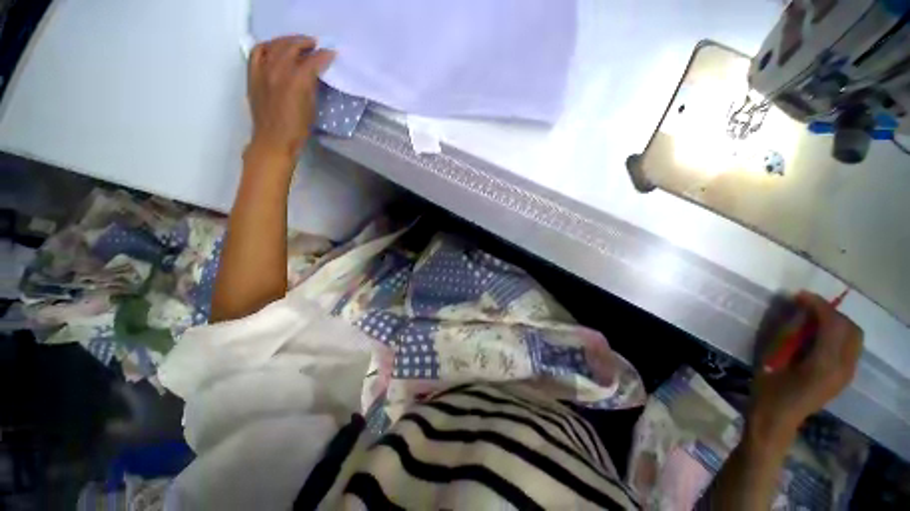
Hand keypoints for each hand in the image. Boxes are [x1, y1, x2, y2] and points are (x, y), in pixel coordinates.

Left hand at [247, 36, 334, 161]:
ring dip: (288, 40)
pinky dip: (267, 46)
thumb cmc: (298, 129)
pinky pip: (257, 51)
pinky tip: (275, 48)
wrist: (274, 140)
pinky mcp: (253, 74)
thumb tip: (314, 74)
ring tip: (297, 43)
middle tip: (315, 45)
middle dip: (305, 43)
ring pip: (274, 45)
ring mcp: (262, 70)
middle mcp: (278, 70)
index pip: (312, 61)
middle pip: (291, 46)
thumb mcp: (311, 108)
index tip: (331, 54)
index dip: (323, 56)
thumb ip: (311, 86)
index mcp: (296, 82)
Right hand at [750, 291, 862, 438]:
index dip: (818, 305)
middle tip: (807, 307)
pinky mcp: (845, 377)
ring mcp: (847, 374)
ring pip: (854, 337)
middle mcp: (843, 367)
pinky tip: (819, 336)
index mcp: (823, 364)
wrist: (777, 419)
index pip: (833, 324)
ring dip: (836, 322)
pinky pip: (850, 347)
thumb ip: (788, 333)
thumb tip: (798, 310)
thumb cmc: (767, 388)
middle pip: (850, 328)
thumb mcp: (771, 358)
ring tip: (813, 319)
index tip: (799, 296)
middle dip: (831, 312)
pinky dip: (838, 334)